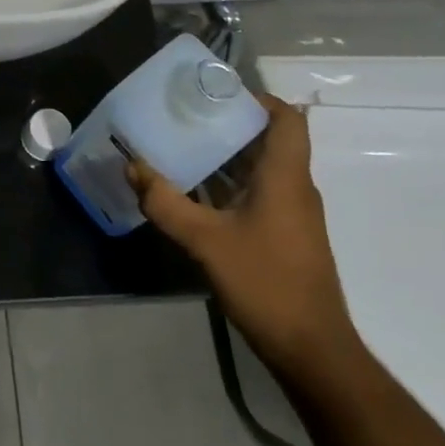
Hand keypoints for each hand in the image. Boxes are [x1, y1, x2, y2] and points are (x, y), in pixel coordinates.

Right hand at [127, 93, 361, 379]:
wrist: (312, 351)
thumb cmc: (266, 283)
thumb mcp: (206, 241)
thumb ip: (166, 203)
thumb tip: (131, 167)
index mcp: (285, 177)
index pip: (288, 119)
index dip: (259, 99)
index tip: (218, 94)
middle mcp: (294, 188)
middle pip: (269, 140)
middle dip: (230, 124)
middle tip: (187, 116)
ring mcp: (292, 214)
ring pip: (261, 169)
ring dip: (227, 156)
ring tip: (183, 146)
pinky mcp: (285, 236)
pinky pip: (258, 194)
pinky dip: (230, 185)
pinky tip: (195, 193)